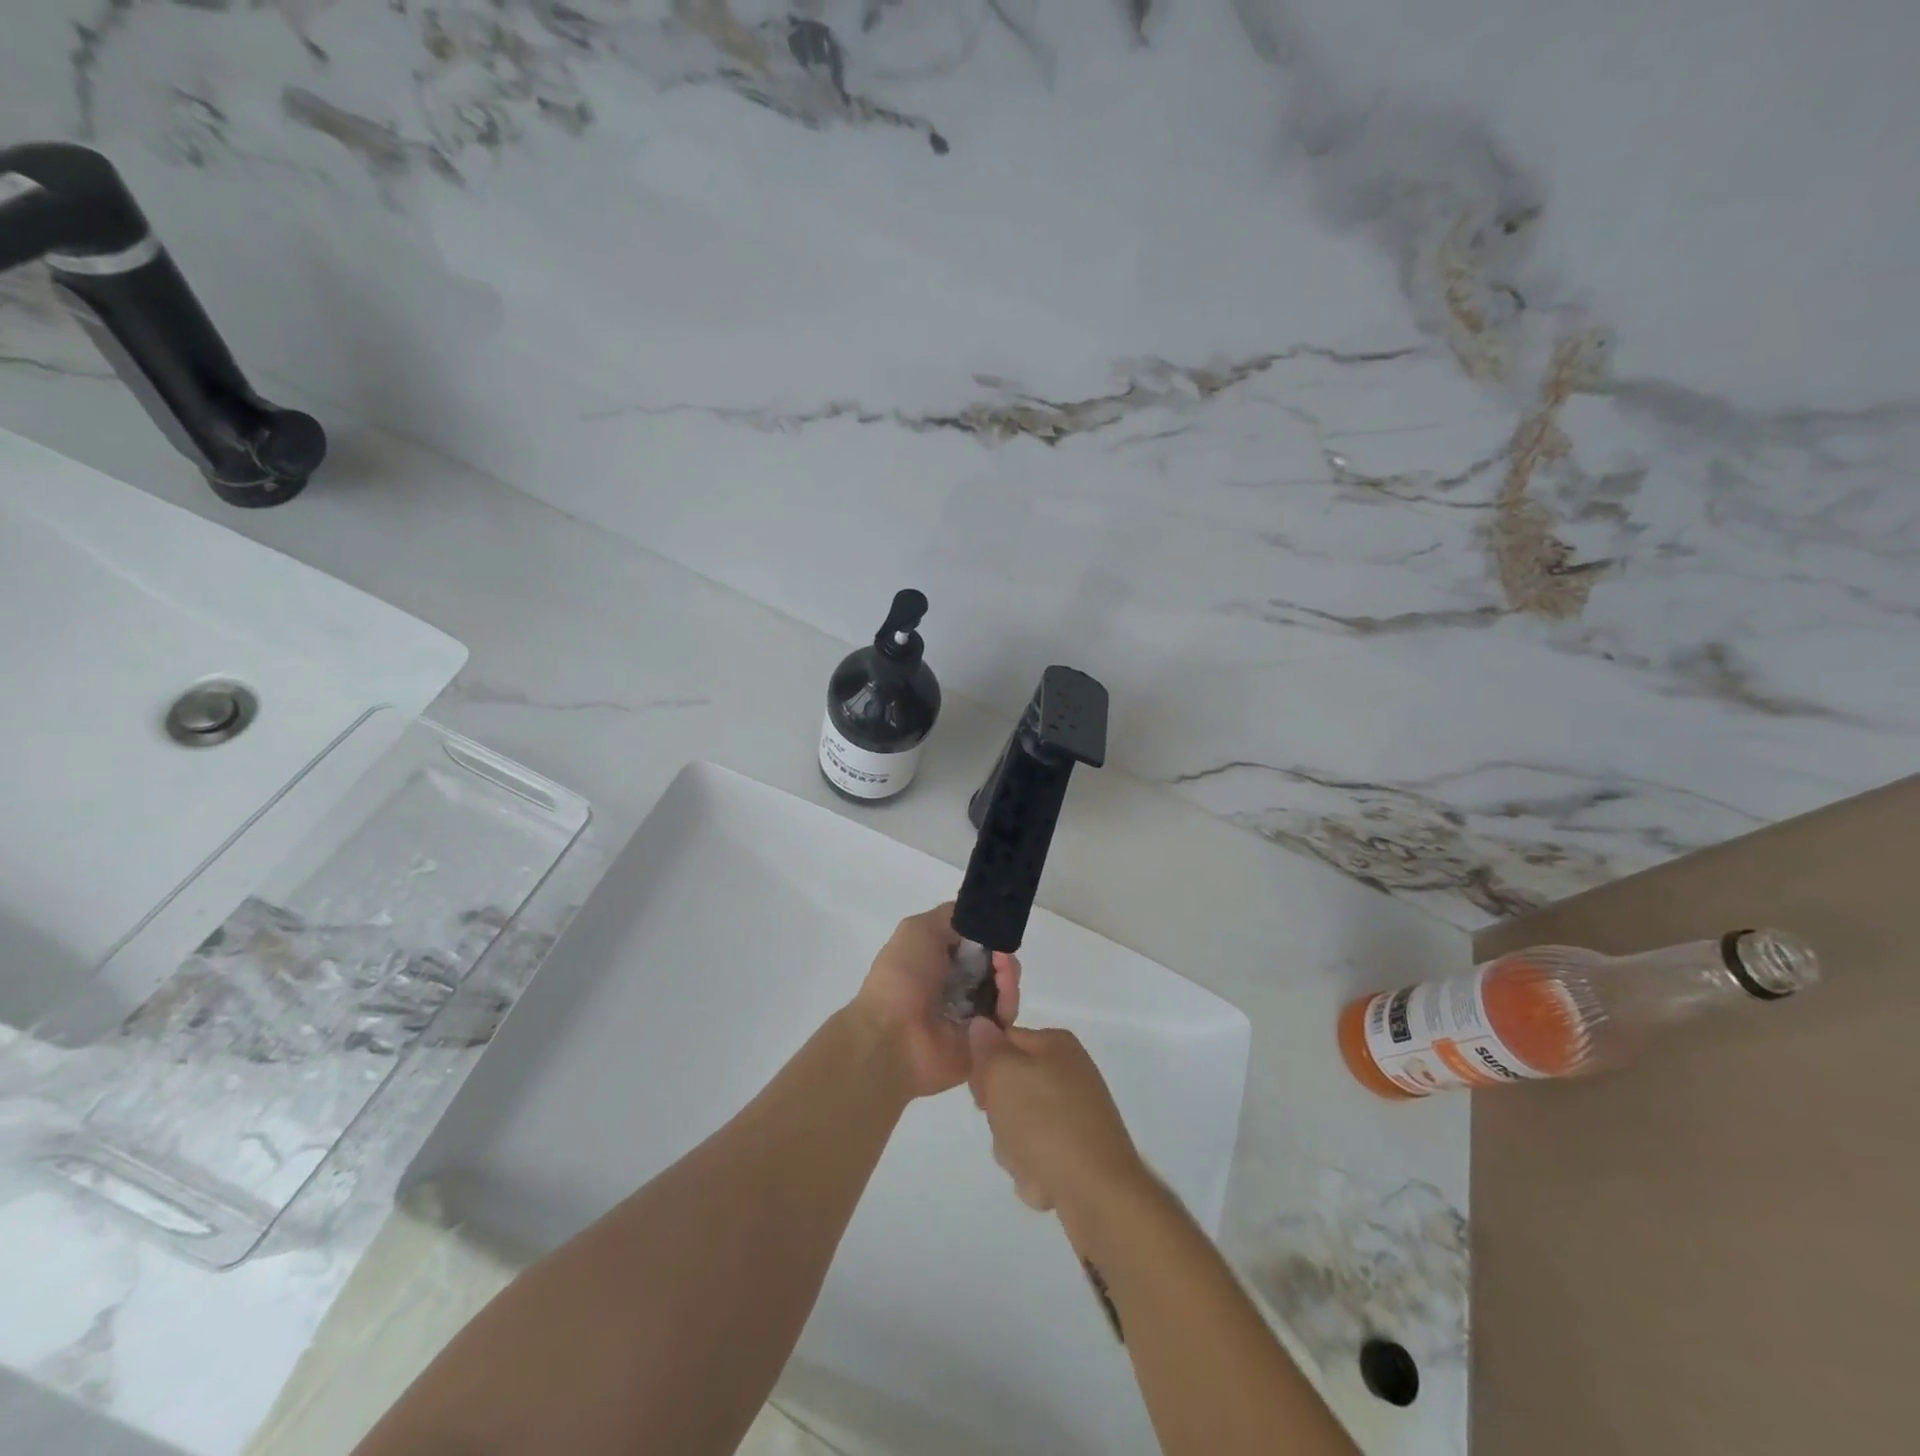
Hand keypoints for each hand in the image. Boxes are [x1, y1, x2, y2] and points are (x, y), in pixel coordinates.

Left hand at [850, 904, 1019, 1100]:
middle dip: (1002, 952)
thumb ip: (950, 917)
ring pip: (1003, 988)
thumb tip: (977, 915)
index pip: (971, 944)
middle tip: (1003, 951)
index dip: (985, 933)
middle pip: (992, 965)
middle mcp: (953, 988)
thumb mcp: (917, 929)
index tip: (996, 926)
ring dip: (1008, 972)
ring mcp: (970, 1016)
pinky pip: (1006, 1016)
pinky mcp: (985, 1041)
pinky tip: (1004, 987)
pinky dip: (1009, 998)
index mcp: (934, 963)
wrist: (894, 1038)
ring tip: (1003, 967)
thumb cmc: (902, 978)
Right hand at [966, 1021, 1148, 1223]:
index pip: (1001, 1041)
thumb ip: (988, 1048)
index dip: (984, 1068)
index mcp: (1055, 1044)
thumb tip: (981, 1025)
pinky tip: (1044, 1182)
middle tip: (1006, 1129)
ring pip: (1020, 1124)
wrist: (1099, 1194)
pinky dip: (1035, 1169)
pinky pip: (1039, 1154)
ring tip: (1028, 1161)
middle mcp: (1069, 1073)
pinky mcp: (1080, 1151)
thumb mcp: (1004, 1075)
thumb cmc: (1046, 1124)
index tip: (982, 1096)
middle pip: (1010, 1086)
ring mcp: (1077, 1114)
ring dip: (1013, 1147)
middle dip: (1000, 1114)